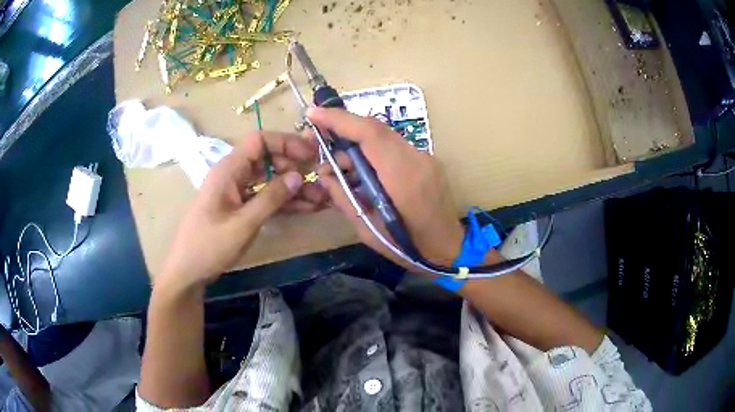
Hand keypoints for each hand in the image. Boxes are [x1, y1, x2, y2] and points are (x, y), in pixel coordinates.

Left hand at [158, 131, 326, 287]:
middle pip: (268, 160)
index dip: (286, 142)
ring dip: (293, 188)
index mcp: (229, 170)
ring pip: (269, 180)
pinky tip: (305, 208)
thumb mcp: (243, 224)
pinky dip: (283, 201)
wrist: (187, 271)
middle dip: (294, 168)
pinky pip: (264, 197)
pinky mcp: (239, 207)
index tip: (310, 154)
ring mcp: (236, 192)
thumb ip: (271, 198)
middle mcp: (233, 175)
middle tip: (319, 181)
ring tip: (320, 199)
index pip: (259, 141)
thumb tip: (298, 176)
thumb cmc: (209, 246)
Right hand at [309, 108, 463, 268]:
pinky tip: (362, 171)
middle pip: (376, 129)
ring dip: (358, 146)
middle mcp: (417, 159)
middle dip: (344, 129)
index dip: (339, 119)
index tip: (314, 114)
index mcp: (403, 177)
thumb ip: (344, 198)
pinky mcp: (427, 161)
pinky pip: (394, 147)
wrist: (450, 248)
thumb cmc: (409, 247)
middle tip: (320, 143)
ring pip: (384, 137)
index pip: (370, 134)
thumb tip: (325, 175)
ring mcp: (425, 157)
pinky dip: (373, 152)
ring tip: (340, 169)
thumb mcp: (368, 230)